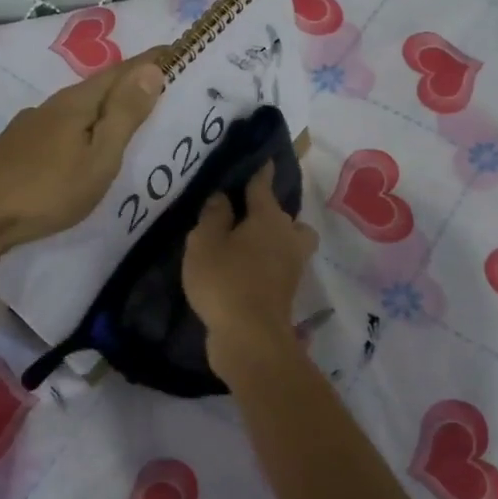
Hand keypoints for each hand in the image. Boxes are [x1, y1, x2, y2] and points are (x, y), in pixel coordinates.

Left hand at [0, 48, 166, 249]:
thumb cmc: (47, 189)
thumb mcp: (99, 156)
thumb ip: (124, 114)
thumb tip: (152, 70)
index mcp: (78, 102)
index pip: (123, 71)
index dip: (152, 61)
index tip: (179, 51)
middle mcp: (53, 105)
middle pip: (100, 86)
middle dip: (131, 82)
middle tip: (164, 86)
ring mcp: (32, 126)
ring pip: (79, 108)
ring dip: (107, 106)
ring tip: (129, 117)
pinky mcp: (18, 148)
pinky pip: (64, 127)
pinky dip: (85, 126)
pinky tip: (84, 144)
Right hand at [183, 161, 318, 380]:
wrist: (250, 338)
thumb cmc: (225, 281)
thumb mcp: (205, 243)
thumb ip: (213, 216)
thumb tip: (223, 198)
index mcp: (268, 218)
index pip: (263, 186)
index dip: (261, 172)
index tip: (265, 160)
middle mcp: (287, 236)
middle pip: (284, 216)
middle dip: (269, 212)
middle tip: (245, 215)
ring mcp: (292, 266)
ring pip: (289, 241)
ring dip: (275, 239)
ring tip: (247, 244)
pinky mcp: (287, 291)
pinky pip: (280, 265)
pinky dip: (268, 263)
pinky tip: (245, 268)